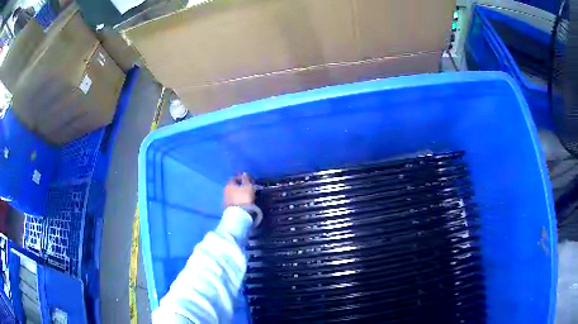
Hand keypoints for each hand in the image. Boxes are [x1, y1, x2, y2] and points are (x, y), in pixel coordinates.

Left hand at [224, 173, 255, 206]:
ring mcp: (225, 199)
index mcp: (229, 184)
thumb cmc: (244, 197)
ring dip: (238, 193)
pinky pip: (233, 200)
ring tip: (246, 196)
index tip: (248, 180)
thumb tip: (244, 173)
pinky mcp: (227, 207)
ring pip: (232, 194)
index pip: (234, 178)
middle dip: (240, 186)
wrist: (239, 213)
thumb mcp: (248, 186)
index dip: (241, 178)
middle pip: (232, 186)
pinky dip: (237, 199)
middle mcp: (225, 191)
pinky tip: (242, 202)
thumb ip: (246, 179)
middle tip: (248, 188)